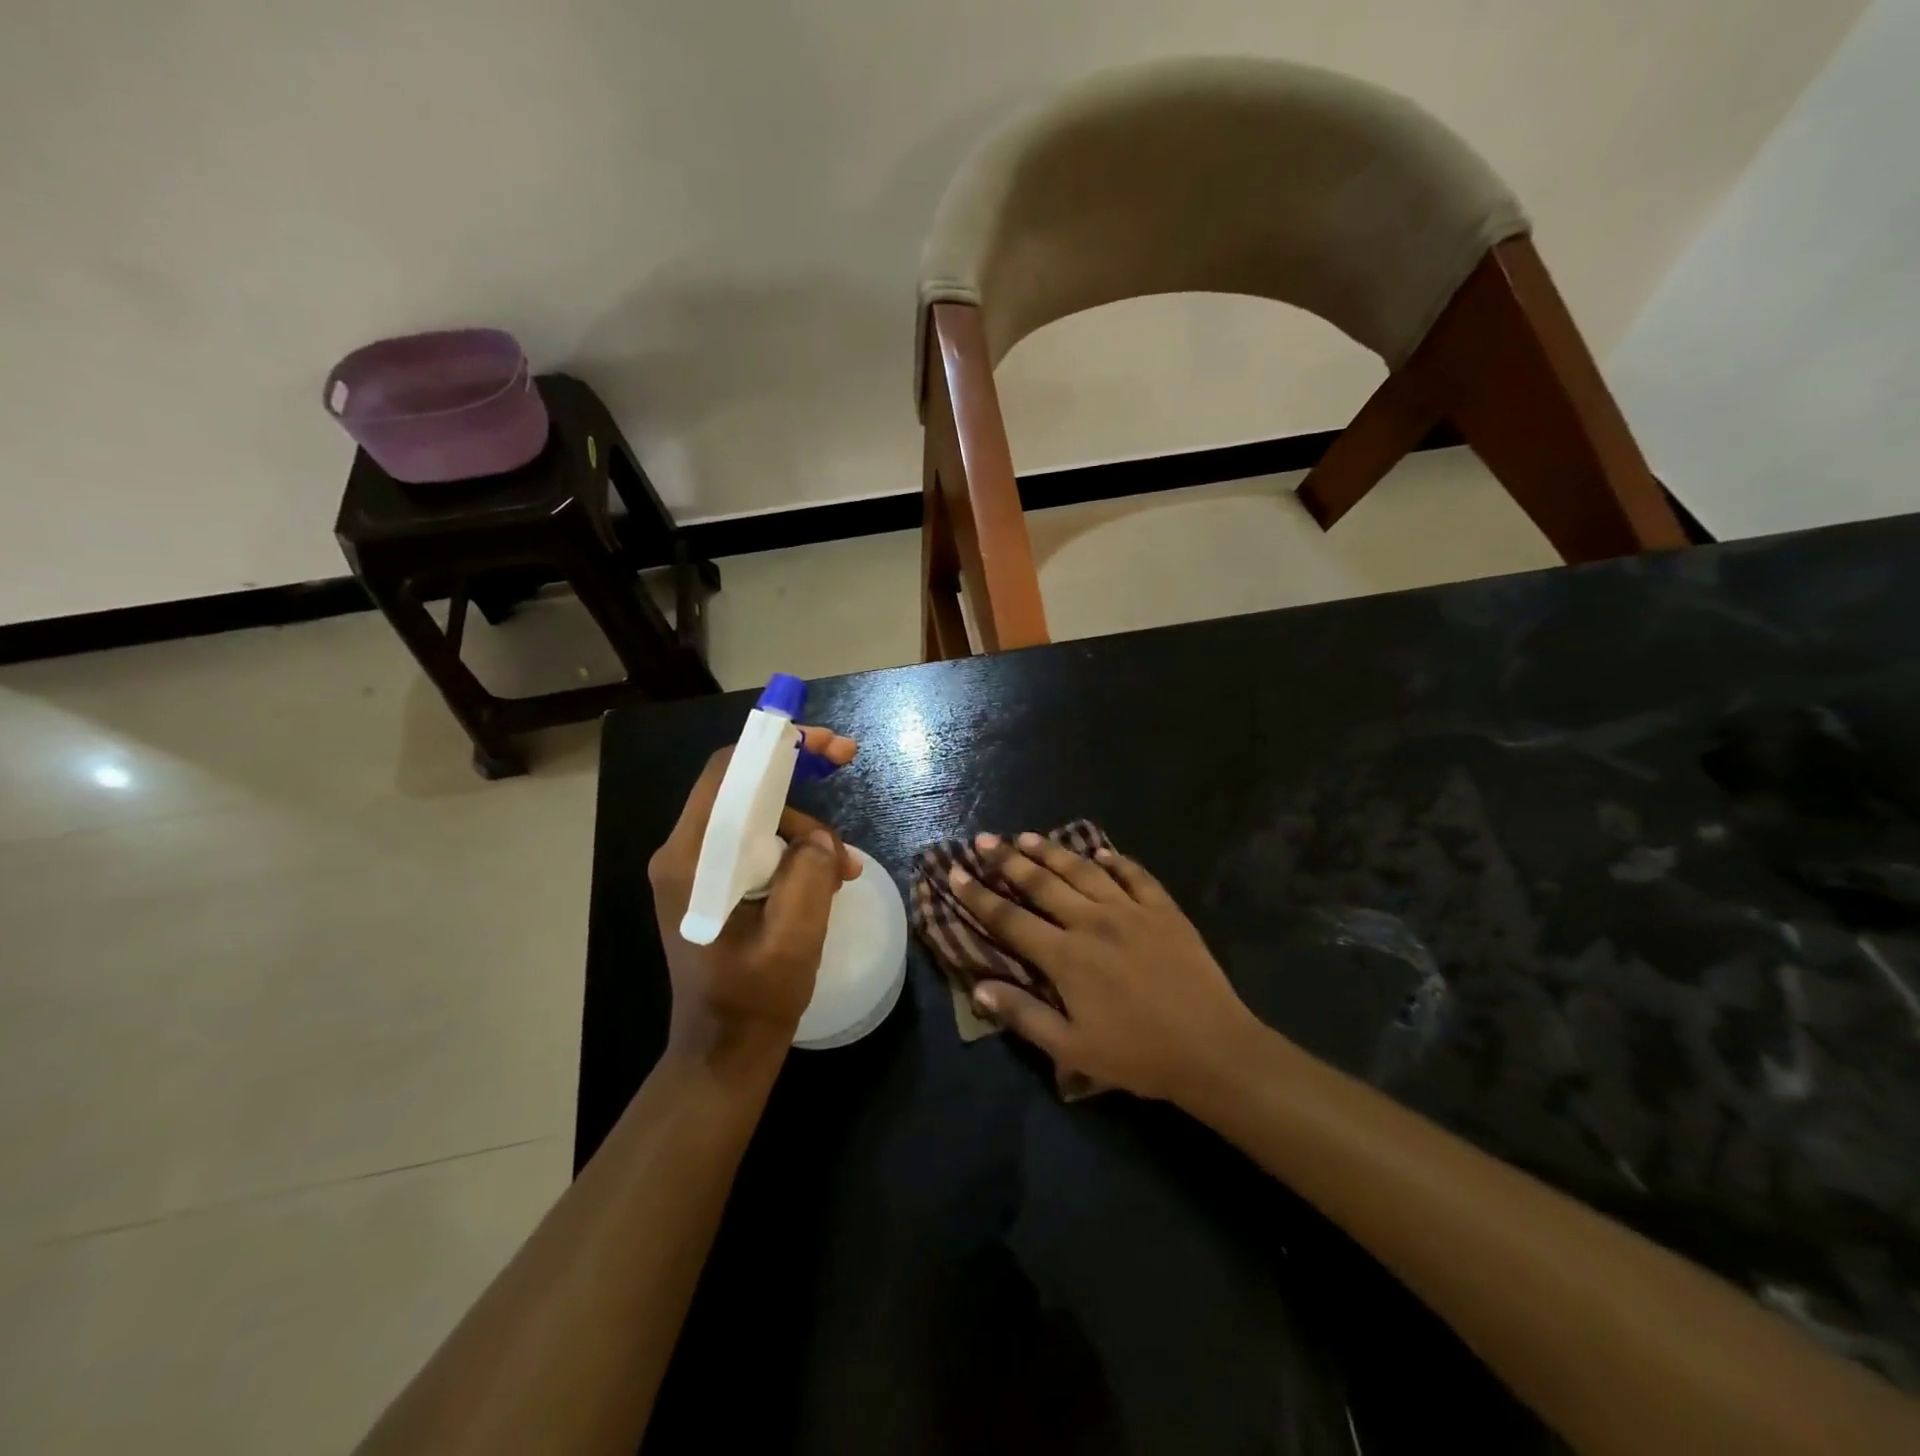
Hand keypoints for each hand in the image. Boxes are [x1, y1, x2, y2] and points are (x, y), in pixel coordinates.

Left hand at [648, 728, 861, 1075]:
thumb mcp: (794, 938)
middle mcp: (686, 853)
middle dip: (800, 778)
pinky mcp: (713, 883)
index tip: (827, 743)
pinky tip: (828, 879)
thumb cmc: (755, 998)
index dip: (777, 745)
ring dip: (807, 831)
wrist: (724, 1050)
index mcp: (691, 859)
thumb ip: (807, 872)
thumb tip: (815, 839)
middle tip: (848, 761)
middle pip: (744, 787)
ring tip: (844, 870)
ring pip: (759, 816)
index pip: (727, 773)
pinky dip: (797, 852)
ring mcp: (698, 868)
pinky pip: (759, 844)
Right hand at [947, 833, 1261, 1102]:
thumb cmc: (1138, 1055)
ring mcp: (1131, 911)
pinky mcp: (1164, 910)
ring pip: (1083, 871)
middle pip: (1042, 883)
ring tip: (1026, 836)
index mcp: (1066, 957)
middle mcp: (1093, 922)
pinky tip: (1101, 853)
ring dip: (1052, 851)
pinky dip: (1116, 861)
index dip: (978, 895)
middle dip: (1007, 860)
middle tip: (984, 840)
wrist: (1212, 1049)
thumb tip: (979, 988)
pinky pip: (1135, 875)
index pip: (1010, 919)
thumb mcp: (1072, 1048)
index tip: (954, 872)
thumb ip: (1023, 1015)